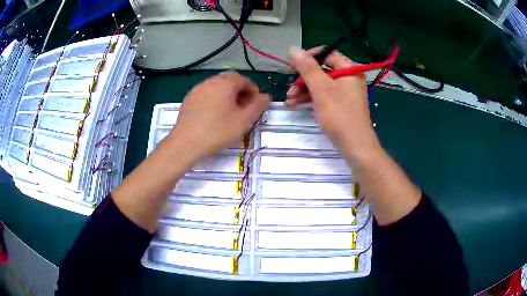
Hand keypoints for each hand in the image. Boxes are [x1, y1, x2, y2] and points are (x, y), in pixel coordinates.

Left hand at [166, 72, 269, 159]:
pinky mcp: (189, 99)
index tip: (255, 106)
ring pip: (217, 88)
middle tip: (243, 110)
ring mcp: (197, 89)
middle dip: (240, 93)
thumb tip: (266, 96)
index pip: (245, 80)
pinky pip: (206, 94)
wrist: (185, 143)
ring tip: (229, 114)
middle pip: (230, 82)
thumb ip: (258, 106)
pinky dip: (214, 101)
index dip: (253, 92)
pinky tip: (213, 116)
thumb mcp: (244, 120)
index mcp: (225, 82)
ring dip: (227, 97)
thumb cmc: (217, 131)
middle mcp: (210, 81)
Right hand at [286, 47, 379, 159]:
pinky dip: (311, 98)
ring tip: (289, 100)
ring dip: (303, 90)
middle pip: (321, 70)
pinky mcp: (341, 104)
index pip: (326, 54)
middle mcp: (348, 78)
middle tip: (289, 88)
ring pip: (320, 84)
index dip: (308, 58)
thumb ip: (307, 68)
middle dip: (303, 79)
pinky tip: (297, 104)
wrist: (355, 146)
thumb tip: (294, 49)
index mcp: (349, 69)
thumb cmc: (340, 115)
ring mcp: (345, 92)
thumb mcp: (321, 89)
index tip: (291, 66)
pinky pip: (324, 95)